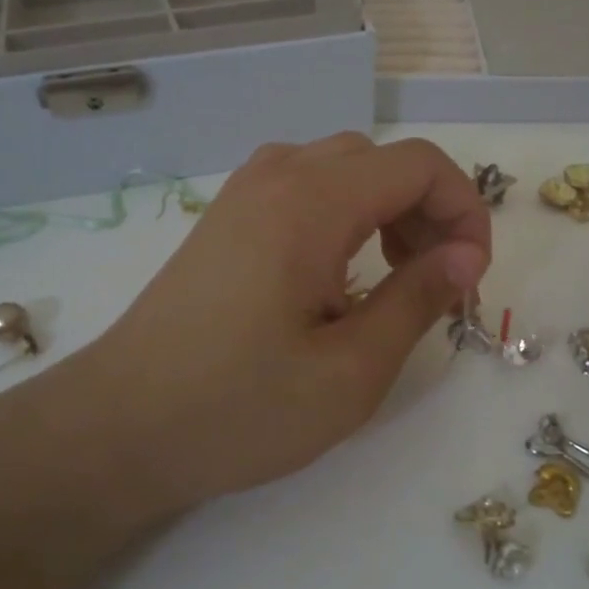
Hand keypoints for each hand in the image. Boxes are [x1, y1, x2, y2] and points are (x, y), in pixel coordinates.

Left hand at [82, 134, 490, 510]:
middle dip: (428, 211)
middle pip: (381, 161)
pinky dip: (343, 215)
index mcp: (310, 203)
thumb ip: (417, 300)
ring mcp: (243, 195)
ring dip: (385, 210)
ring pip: (341, 169)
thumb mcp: (350, 371)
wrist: (119, 427)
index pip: (418, 164)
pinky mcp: (225, 220)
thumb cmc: (239, 409)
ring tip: (392, 278)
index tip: (470, 277)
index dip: (463, 210)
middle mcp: (275, 177)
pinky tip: (336, 277)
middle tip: (435, 283)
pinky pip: (303, 189)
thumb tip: (466, 256)